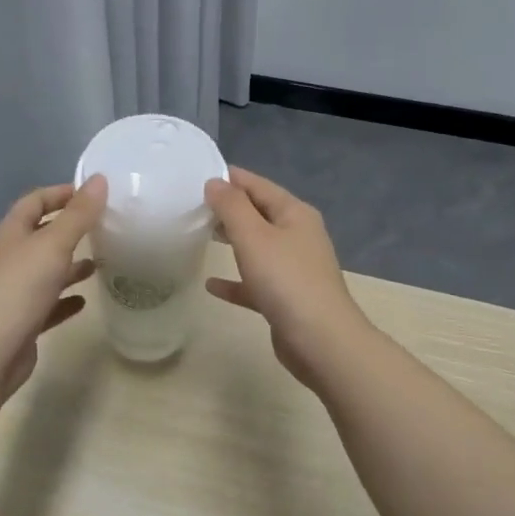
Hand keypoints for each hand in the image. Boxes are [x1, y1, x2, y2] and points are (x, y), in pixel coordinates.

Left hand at [0, 175, 106, 396]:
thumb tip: (99, 179)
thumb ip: (78, 214)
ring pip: (46, 270)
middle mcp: (11, 258)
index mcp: (12, 234)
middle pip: (41, 235)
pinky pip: (48, 303)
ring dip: (70, 264)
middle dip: (70, 230)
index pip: (34, 201)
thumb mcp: (54, 244)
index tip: (92, 194)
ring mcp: (15, 291)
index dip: (60, 193)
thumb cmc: (21, 288)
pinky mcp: (23, 320)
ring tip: (100, 263)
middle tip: (103, 228)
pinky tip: (85, 300)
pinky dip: (66, 298)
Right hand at [203, 167, 371, 390]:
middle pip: (259, 214)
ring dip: (232, 241)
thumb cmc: (286, 280)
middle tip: (194, 205)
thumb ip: (231, 207)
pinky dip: (236, 281)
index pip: (259, 185)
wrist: (321, 340)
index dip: (231, 178)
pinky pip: (256, 282)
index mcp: (295, 214)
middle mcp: (298, 236)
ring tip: (201, 235)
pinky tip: (211, 285)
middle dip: (230, 209)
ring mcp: (294, 269)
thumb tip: (215, 181)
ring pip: (258, 247)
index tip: (199, 175)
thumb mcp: (253, 236)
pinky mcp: (287, 298)